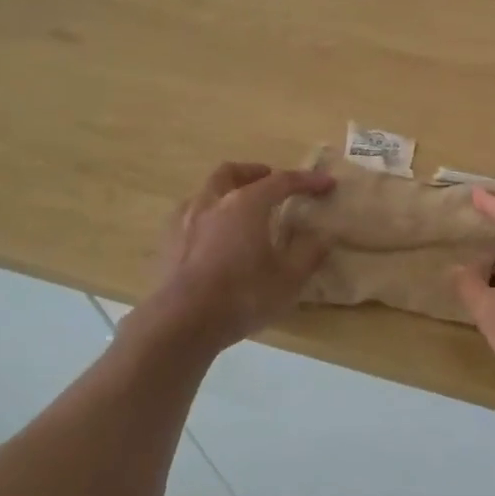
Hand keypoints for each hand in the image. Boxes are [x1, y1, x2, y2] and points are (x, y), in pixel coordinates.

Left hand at [145, 161, 333, 349]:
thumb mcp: (289, 278)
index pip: (281, 181)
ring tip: (239, 210)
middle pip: (231, 172)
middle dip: (253, 173)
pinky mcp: (167, 243)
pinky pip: (189, 216)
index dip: (307, 181)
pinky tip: (212, 235)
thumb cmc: (242, 295)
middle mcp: (212, 202)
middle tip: (269, 181)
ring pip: (206, 192)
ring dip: (226, 193)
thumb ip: (309, 252)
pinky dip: (207, 216)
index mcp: (245, 203)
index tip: (327, 184)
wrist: (182, 323)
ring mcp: (184, 220)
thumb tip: (324, 236)